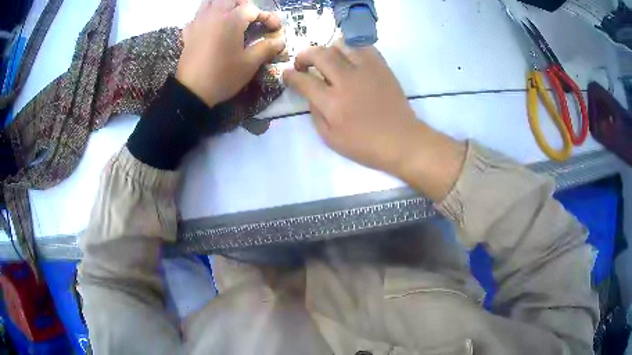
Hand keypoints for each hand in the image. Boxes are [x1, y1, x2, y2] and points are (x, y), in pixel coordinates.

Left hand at [177, 0, 285, 106]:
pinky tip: (210, 26)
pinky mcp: (188, 33)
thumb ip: (267, 48)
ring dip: (223, 5)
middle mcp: (214, 15)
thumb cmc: (223, 76)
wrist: (192, 92)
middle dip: (243, 5)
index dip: (267, 17)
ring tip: (230, 16)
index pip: (253, 9)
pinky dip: (206, 16)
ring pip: (210, 2)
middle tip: (251, 17)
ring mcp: (199, 22)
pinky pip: (198, 16)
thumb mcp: (250, 64)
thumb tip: (280, 41)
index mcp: (231, 20)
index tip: (275, 28)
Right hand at [283, 44, 421, 175]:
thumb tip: (311, 93)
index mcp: (332, 103)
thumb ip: (315, 113)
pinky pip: (362, 46)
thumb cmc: (365, 145)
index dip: (290, 75)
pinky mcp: (381, 66)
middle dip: (304, 55)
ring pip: (340, 45)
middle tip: (302, 63)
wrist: (401, 140)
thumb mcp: (330, 138)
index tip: (287, 74)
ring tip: (327, 60)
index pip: (303, 80)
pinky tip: (349, 59)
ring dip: (327, 50)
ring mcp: (366, 70)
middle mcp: (346, 81)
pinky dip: (351, 48)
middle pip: (319, 54)